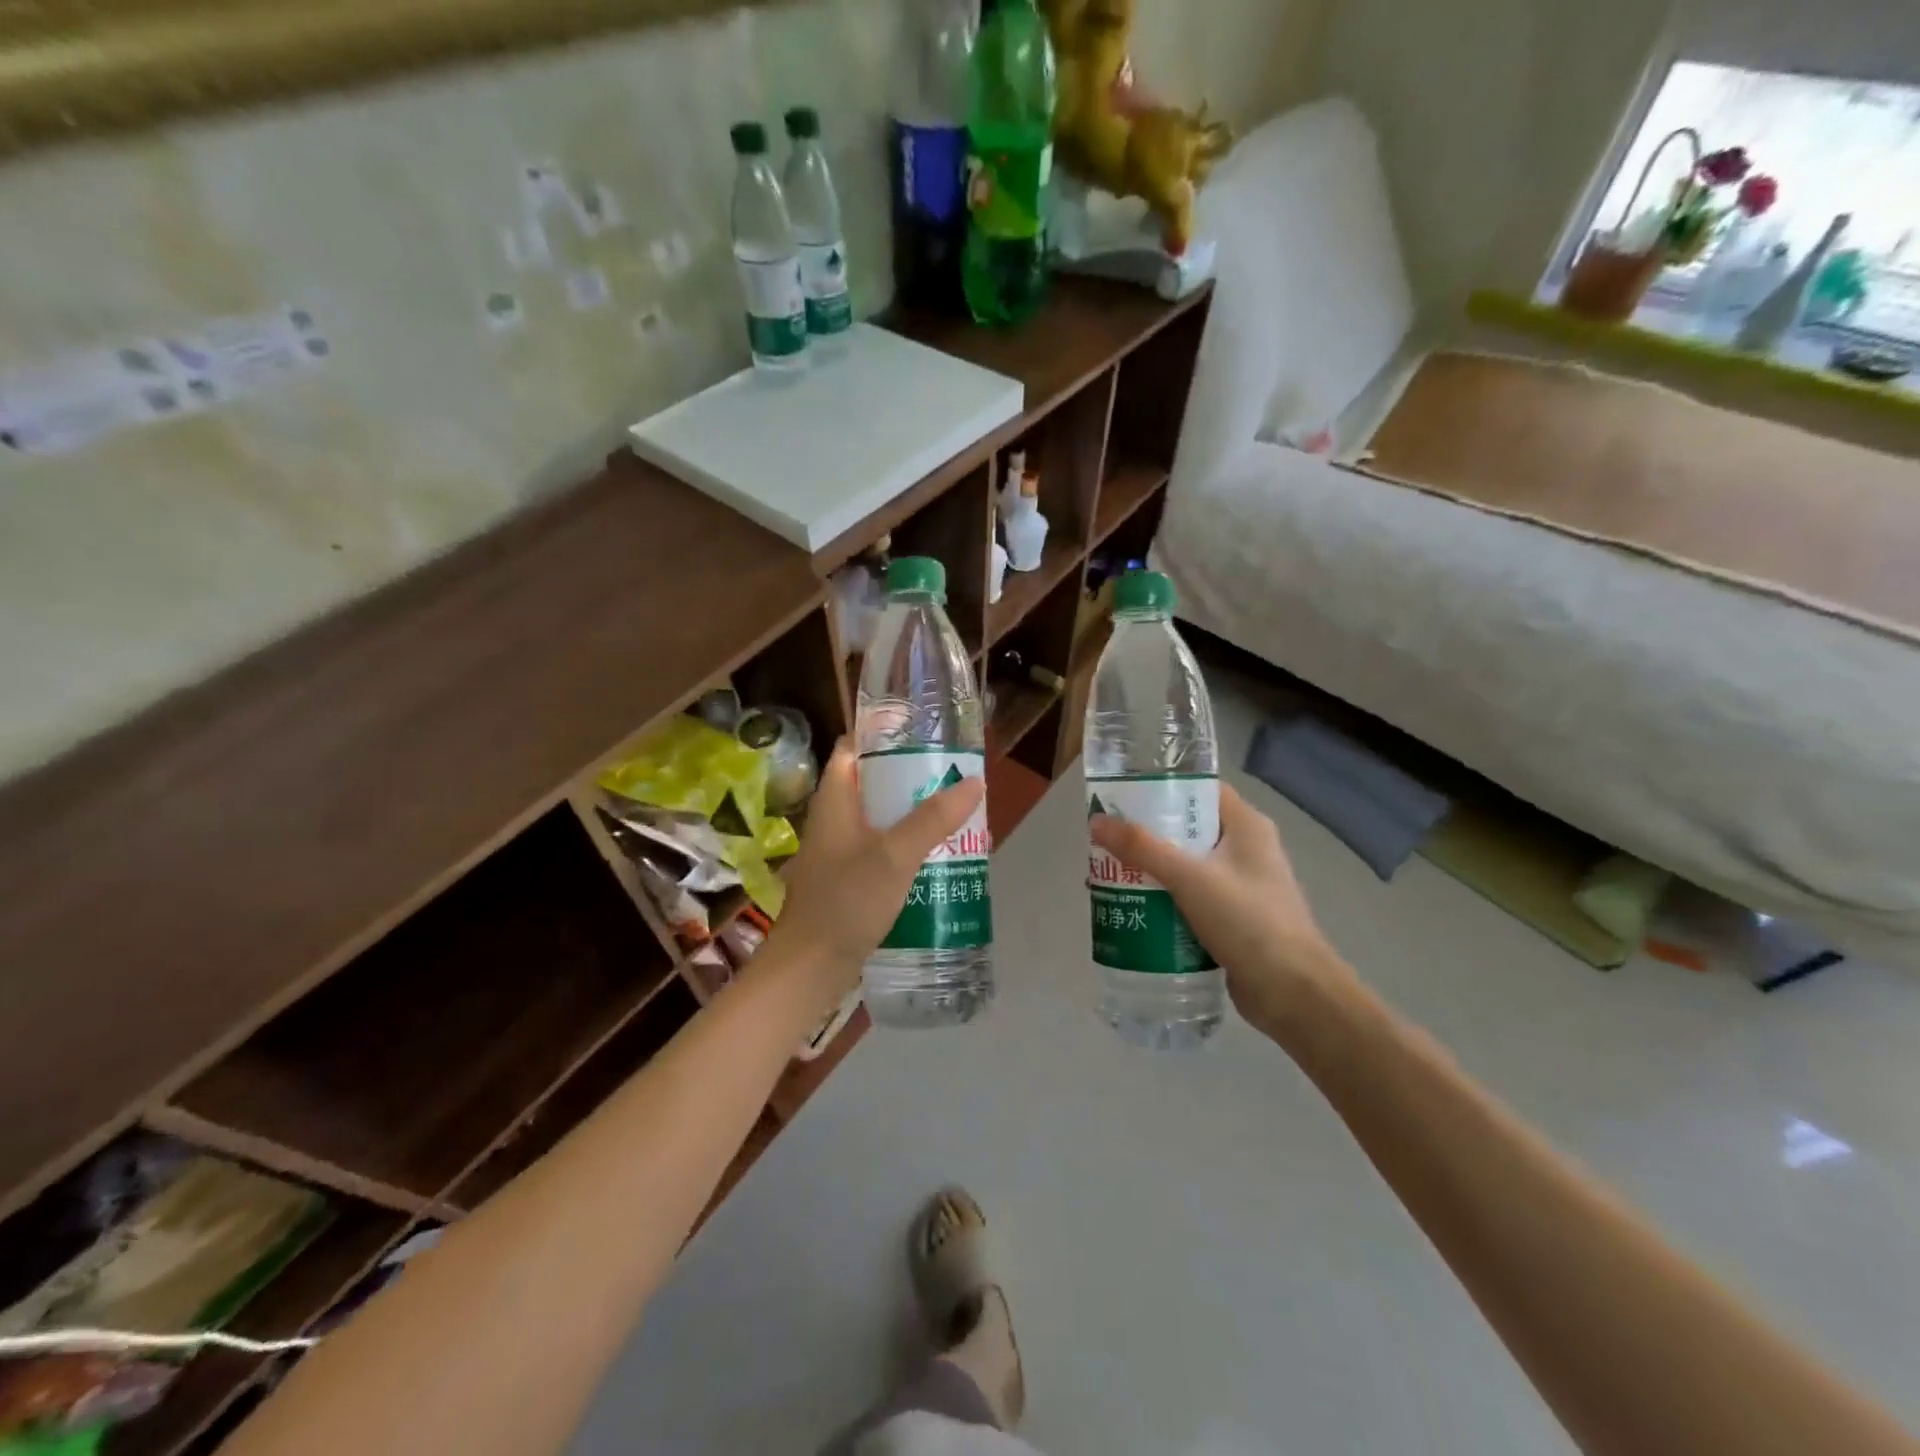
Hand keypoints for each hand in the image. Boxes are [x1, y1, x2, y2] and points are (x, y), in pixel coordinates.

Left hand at [764, 740, 985, 1009]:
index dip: (883, 735)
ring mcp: (839, 851)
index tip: (922, 732)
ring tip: (952, 812)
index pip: (852, 749)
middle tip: (951, 775)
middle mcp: (833, 819)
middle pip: (871, 783)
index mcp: (834, 800)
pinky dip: (905, 845)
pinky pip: (880, 849)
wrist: (810, 968)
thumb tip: (974, 781)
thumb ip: (933, 818)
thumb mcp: (895, 855)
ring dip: (911, 814)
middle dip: (909, 778)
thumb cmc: (847, 902)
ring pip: (878, 819)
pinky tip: (935, 856)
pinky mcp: (847, 880)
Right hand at [1090, 783, 1348, 1037]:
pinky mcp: (1235, 919)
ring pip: (1188, 866)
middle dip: (1147, 835)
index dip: (1163, 787)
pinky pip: (1192, 898)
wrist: (1293, 994)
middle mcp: (1247, 850)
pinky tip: (1134, 908)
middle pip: (1189, 829)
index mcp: (1247, 826)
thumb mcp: (1189, 878)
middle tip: (1108, 840)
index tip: (1123, 795)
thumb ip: (1142, 848)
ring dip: (1152, 870)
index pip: (1201, 790)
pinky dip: (1165, 900)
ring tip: (1112, 874)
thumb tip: (1096, 821)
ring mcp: (1243, 886)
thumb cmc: (1247, 921)